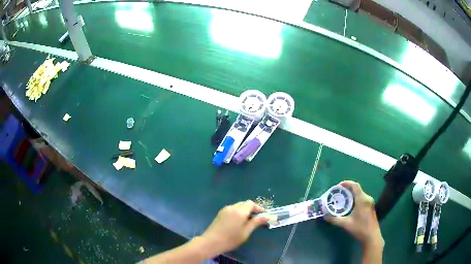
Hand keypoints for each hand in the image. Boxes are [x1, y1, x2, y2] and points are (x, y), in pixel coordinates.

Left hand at [198, 200, 268, 256]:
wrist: (211, 242)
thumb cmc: (231, 239)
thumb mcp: (246, 232)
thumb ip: (256, 222)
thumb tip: (268, 216)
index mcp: (239, 211)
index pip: (251, 204)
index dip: (258, 208)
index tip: (263, 216)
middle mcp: (232, 207)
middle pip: (244, 204)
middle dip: (251, 209)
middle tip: (256, 219)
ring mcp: (225, 210)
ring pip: (238, 206)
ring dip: (244, 211)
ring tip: (248, 222)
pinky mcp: (220, 214)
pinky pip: (232, 209)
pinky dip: (237, 212)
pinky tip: (238, 222)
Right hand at [325, 181, 383, 246]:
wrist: (371, 236)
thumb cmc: (360, 228)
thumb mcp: (346, 224)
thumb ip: (335, 219)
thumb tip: (325, 216)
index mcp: (362, 199)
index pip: (355, 186)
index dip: (347, 183)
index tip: (338, 186)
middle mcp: (367, 198)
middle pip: (357, 189)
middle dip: (347, 189)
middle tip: (338, 193)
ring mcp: (370, 202)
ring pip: (360, 194)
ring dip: (351, 194)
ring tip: (343, 199)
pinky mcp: (371, 207)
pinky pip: (362, 198)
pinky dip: (355, 198)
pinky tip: (350, 206)